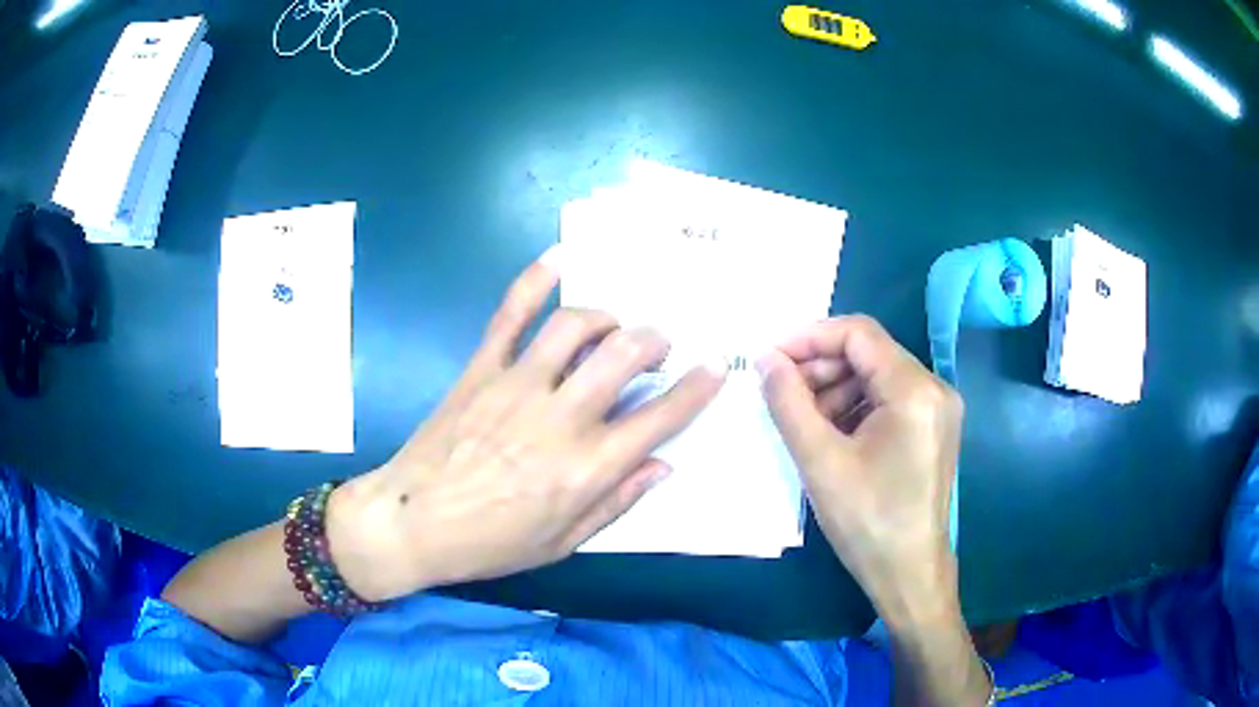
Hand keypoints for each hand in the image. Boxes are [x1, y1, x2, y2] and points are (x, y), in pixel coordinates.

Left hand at [327, 250, 725, 601]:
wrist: (411, 524)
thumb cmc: (490, 543)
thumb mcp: (562, 542)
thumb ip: (616, 502)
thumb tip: (663, 464)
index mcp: (585, 468)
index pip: (659, 419)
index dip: (695, 390)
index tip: (713, 368)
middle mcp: (559, 418)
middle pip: (624, 355)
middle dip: (654, 342)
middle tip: (657, 348)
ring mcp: (516, 385)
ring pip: (575, 326)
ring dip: (607, 316)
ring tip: (612, 326)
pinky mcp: (480, 369)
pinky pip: (509, 315)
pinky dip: (534, 281)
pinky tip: (557, 257)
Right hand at [758, 316, 963, 623]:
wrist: (909, 574)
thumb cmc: (866, 522)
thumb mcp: (819, 461)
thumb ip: (788, 402)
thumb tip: (765, 359)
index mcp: (915, 390)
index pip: (858, 333)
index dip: (809, 338)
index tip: (770, 359)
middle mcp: (935, 388)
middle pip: (869, 353)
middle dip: (821, 367)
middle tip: (781, 393)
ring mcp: (939, 409)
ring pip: (877, 376)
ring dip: (836, 389)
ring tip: (804, 420)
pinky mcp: (934, 428)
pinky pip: (889, 400)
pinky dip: (856, 407)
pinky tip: (832, 434)